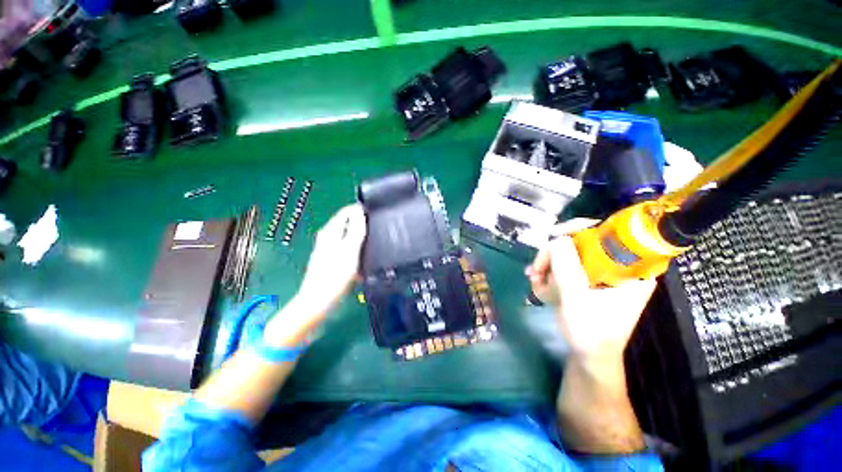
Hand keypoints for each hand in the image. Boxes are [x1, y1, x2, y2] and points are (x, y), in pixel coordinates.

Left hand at [295, 204, 366, 314]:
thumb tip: (359, 211)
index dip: (361, 211)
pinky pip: (348, 252)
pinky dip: (356, 255)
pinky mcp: (332, 261)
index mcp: (330, 232)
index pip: (346, 212)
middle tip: (376, 235)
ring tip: (371, 251)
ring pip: (350, 239)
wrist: (319, 302)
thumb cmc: (335, 276)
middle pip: (349, 225)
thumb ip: (356, 230)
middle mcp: (328, 238)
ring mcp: (329, 249)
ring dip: (361, 244)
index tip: (375, 217)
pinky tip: (361, 266)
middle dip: (363, 228)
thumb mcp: (350, 250)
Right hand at [526, 219, 655, 361]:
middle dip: (555, 254)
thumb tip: (557, 238)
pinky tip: (540, 283)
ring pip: (572, 254)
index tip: (554, 235)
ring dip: (549, 264)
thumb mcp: (576, 299)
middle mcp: (620, 267)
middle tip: (536, 269)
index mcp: (631, 270)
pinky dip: (552, 272)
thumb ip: (567, 268)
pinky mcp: (591, 280)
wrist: (589, 356)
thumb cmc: (590, 332)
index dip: (579, 228)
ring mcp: (604, 273)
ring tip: (535, 280)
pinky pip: (569, 265)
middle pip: (584, 243)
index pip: (609, 233)